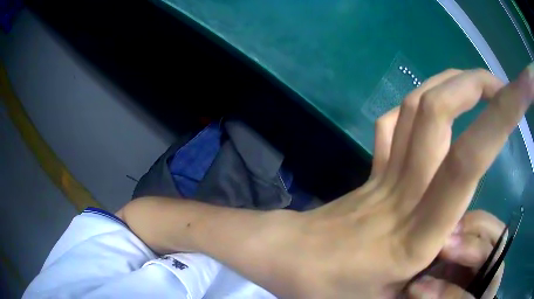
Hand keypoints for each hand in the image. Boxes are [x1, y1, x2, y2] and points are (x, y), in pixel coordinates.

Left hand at [273, 65, 532, 297]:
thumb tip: (464, 248)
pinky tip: (437, 106)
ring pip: (420, 106)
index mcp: (417, 234)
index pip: (471, 159)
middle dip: (479, 84)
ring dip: (453, 83)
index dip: (503, 115)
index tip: (521, 88)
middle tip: (503, 85)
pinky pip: (396, 122)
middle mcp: (405, 191)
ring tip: (480, 86)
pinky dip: (421, 104)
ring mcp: (384, 173)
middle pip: (442, 112)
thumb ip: (429, 288)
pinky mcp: (369, 168)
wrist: (287, 260)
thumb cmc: (328, 288)